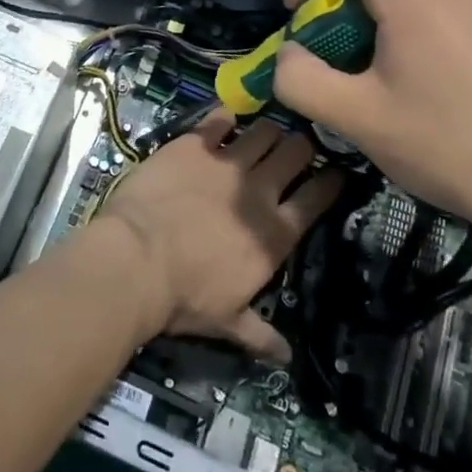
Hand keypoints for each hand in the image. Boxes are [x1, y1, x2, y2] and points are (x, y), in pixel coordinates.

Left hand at [97, 113, 339, 362]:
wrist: (136, 259)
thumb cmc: (184, 297)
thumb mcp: (227, 322)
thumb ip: (260, 334)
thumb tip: (286, 357)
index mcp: (275, 234)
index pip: (317, 199)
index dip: (330, 182)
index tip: (335, 172)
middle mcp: (258, 190)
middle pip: (295, 153)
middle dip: (301, 146)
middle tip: (295, 146)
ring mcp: (226, 162)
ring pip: (263, 130)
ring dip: (268, 128)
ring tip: (265, 128)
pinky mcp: (193, 144)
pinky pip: (218, 118)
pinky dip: (226, 115)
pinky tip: (227, 114)